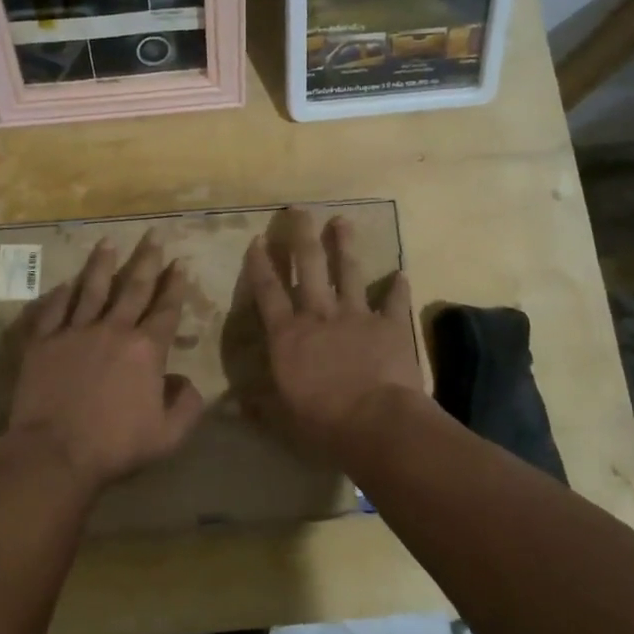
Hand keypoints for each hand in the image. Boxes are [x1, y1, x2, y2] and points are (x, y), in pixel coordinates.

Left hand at [3, 233, 206, 491]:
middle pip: (133, 288)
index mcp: (146, 349)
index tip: (179, 262)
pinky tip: (65, 283)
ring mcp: (75, 332)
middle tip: (153, 235)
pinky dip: (60, 295)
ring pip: (92, 289)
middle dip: (146, 260)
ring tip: (108, 242)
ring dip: (102, 264)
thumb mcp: (167, 436)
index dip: (174, 285)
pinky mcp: (44, 342)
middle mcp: (114, 330)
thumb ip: (186, 406)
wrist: (54, 453)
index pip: (166, 309)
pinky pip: (54, 310)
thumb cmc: (114, 446)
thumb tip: (188, 381)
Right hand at [240, 208, 423, 461]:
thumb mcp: (282, 419)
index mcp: (288, 335)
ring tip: (341, 221)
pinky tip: (401, 273)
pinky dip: (397, 287)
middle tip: (298, 210)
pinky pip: (394, 301)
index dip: (260, 265)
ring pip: (348, 271)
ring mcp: (356, 316)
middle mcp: (319, 315)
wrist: (377, 423)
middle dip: (301, 235)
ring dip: (344, 245)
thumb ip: (259, 406)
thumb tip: (233, 405)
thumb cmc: (322, 423)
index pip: (268, 292)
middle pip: (308, 266)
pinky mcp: (389, 325)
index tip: (257, 240)